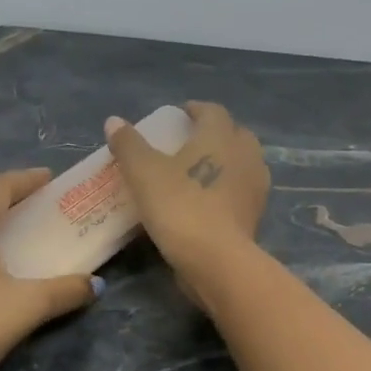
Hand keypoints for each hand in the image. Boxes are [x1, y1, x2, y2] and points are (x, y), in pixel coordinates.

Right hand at [104, 101, 268, 304]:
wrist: (216, 260)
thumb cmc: (179, 207)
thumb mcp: (143, 173)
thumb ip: (129, 145)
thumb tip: (114, 121)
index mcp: (220, 136)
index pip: (212, 111)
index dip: (195, 109)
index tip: (180, 114)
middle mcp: (245, 154)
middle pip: (234, 133)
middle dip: (215, 133)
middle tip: (190, 142)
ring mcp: (255, 186)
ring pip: (242, 163)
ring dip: (225, 161)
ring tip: (199, 171)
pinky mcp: (256, 215)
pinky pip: (241, 191)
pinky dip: (228, 188)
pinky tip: (209, 200)